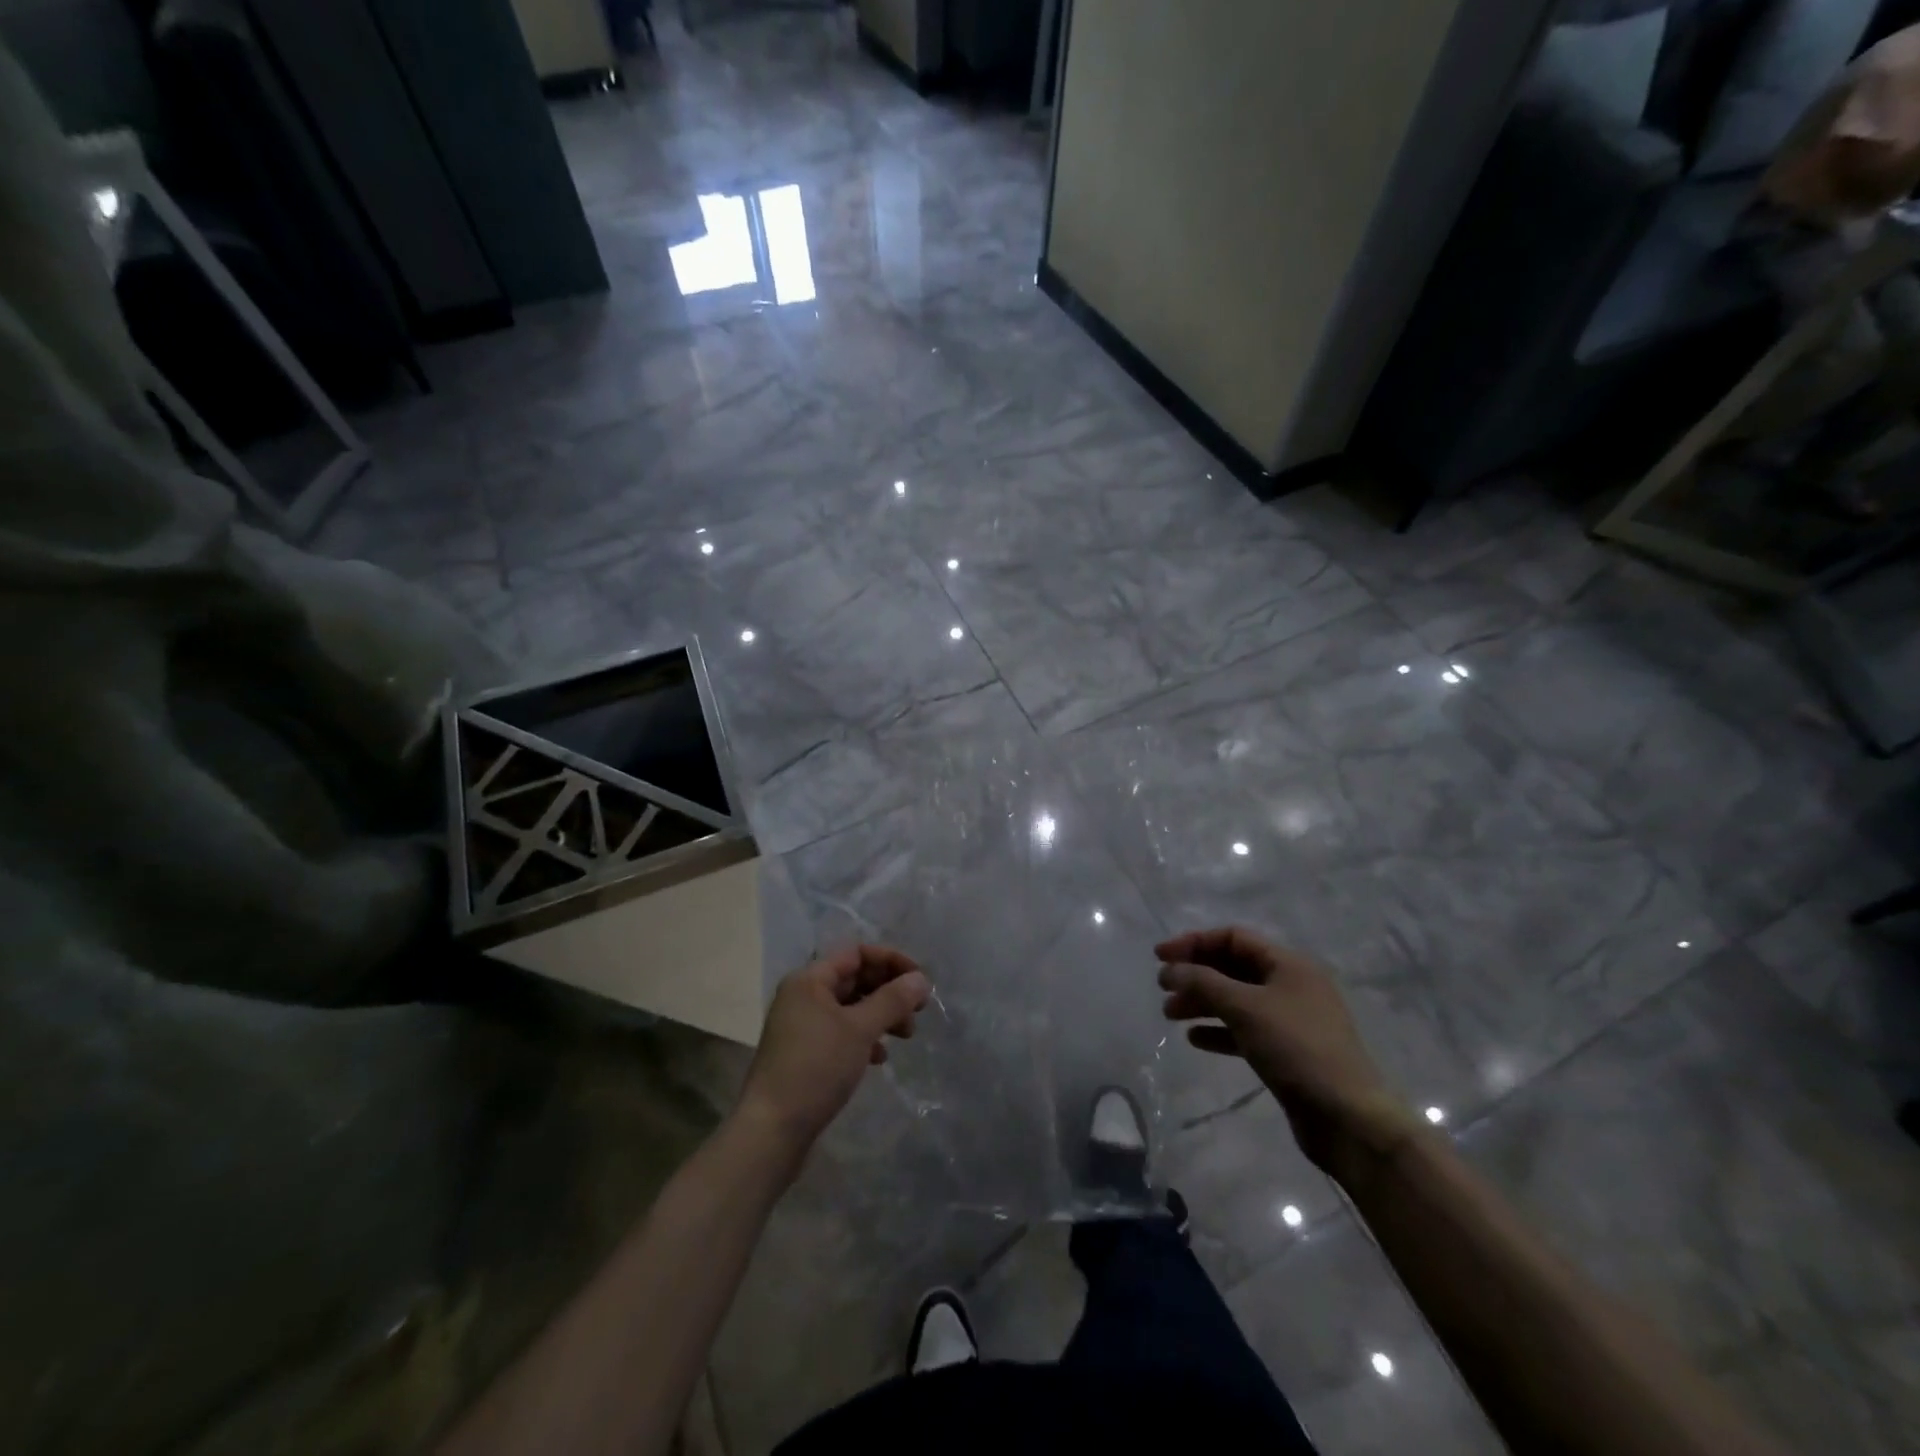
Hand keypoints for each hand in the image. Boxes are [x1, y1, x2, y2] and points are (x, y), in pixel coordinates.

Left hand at [735, 944, 930, 1152]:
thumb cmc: (816, 1069)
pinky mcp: (805, 1054)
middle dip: (889, 990)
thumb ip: (892, 1000)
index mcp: (810, 980)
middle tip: (918, 1011)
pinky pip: (842, 1032)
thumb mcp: (860, 1030)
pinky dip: (864, 1037)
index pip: (857, 953)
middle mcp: (804, 996)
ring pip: (851, 1007)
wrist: (772, 1131)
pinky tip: (880, 1058)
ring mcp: (802, 1026)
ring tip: (906, 1036)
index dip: (891, 961)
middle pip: (855, 978)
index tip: (919, 981)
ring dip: (881, 1015)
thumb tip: (921, 979)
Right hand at [1157, 927, 1416, 1177]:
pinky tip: (1196, 1039)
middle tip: (1163, 989)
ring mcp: (1290, 1019)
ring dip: (1202, 1003)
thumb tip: (1170, 970)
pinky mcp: (1287, 1051)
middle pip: (1233, 967)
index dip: (1194, 942)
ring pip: (1236, 1000)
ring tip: (1170, 1015)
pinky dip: (1219, 1030)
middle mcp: (1291, 985)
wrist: (1348, 1118)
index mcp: (1289, 964)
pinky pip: (1245, 1030)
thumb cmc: (1296, 1048)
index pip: (1233, 937)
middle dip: (1196, 975)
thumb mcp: (1245, 1007)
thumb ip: (1203, 983)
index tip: (1160, 958)